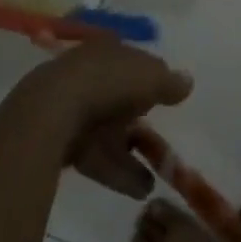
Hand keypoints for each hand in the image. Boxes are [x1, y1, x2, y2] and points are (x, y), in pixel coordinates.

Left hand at [3, 41, 191, 199]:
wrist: (53, 110)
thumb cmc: (108, 82)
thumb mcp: (150, 77)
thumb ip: (169, 81)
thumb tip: (187, 81)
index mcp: (106, 51)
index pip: (129, 61)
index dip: (147, 78)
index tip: (163, 98)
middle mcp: (88, 75)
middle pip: (117, 99)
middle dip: (137, 121)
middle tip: (158, 142)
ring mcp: (72, 108)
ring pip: (108, 133)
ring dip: (130, 156)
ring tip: (154, 181)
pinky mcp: (63, 141)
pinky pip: (97, 157)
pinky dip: (118, 172)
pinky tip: (139, 190)